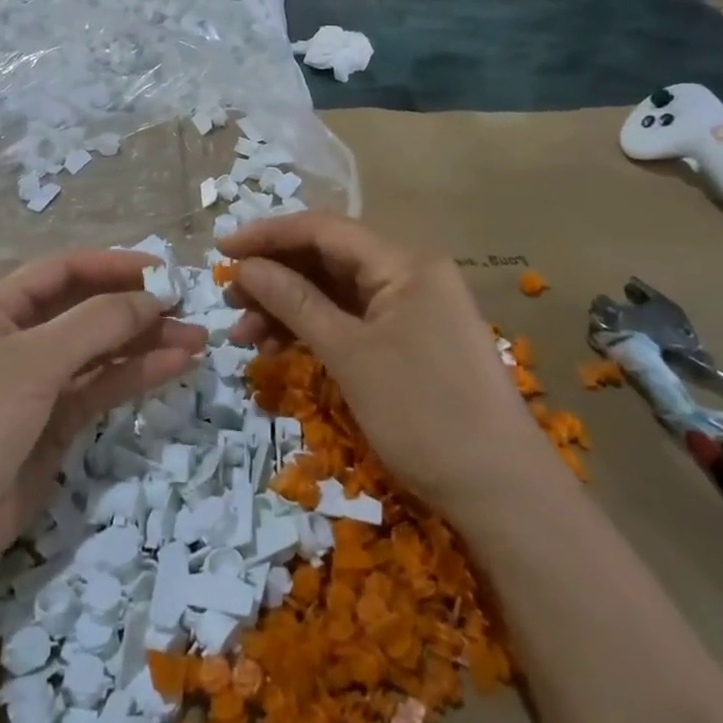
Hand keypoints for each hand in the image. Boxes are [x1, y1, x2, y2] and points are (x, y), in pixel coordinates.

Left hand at [0, 250, 205, 578]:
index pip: (63, 269)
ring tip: (197, 339)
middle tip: (189, 308)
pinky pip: (101, 388)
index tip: (163, 270)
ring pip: (100, 350)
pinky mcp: (54, 424)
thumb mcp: (33, 361)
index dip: (113, 266)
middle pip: (86, 308)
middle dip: (136, 306)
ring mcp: (38, 383)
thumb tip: (155, 296)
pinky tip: (176, 365)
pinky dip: (136, 375)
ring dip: (146, 342)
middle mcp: (18, 338)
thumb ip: (98, 322)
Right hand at [222, 212, 545, 518]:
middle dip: (275, 276)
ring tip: (245, 336)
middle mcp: (409, 273)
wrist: (502, 492)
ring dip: (289, 308)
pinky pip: (352, 320)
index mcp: (403, 262)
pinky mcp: (410, 340)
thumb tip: (246, 267)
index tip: (221, 251)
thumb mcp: (349, 354)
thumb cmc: (424, 414)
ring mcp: (412, 308)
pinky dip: (315, 330)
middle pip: (328, 258)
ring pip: (336, 292)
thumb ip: (295, 302)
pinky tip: (280, 350)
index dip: (268, 235)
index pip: (323, 229)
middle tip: (229, 302)